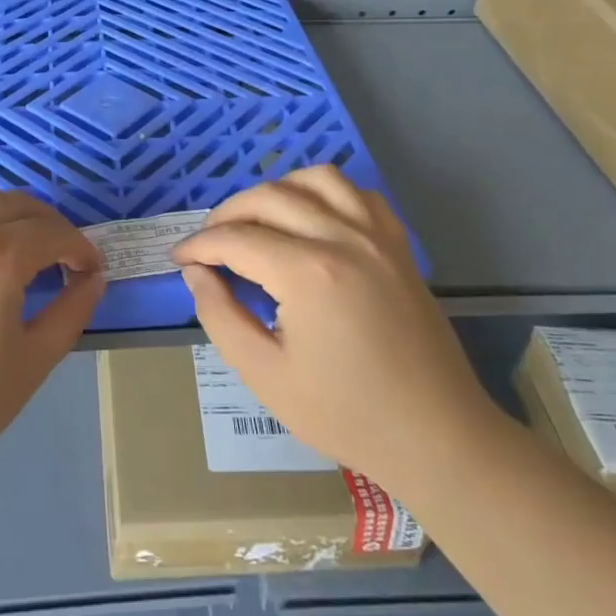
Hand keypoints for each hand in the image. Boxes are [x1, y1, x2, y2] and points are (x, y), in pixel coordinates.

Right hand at [172, 166, 498, 485]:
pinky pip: (358, 193)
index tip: (179, 259)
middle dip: (227, 214)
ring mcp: (376, 236)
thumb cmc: (346, 414)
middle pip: (269, 197)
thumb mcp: (265, 375)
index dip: (199, 246)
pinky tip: (311, 217)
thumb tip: (196, 273)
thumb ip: (219, 316)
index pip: (236, 239)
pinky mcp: (398, 245)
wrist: (436, 436)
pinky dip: (326, 192)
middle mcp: (343, 238)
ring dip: (276, 191)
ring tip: (257, 221)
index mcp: (308, 273)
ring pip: (315, 179)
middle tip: (208, 244)